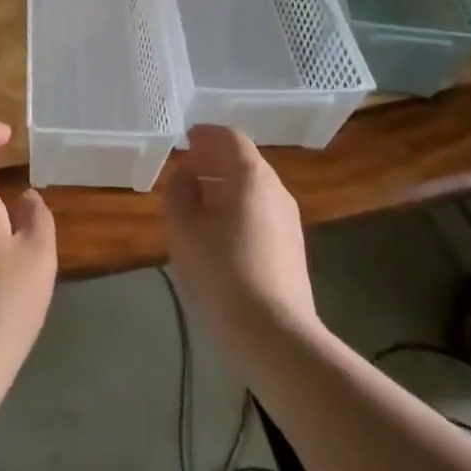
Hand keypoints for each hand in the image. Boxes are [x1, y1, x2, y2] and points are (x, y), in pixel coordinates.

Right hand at [161, 125, 318, 353]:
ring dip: (223, 187)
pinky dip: (236, 208)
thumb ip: (178, 191)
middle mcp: (276, 189)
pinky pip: (260, 212)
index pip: (229, 138)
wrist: (274, 335)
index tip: (184, 141)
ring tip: (195, 205)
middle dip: (212, 161)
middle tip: (184, 173)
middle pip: (243, 161)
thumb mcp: (183, 228)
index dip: (205, 135)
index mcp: (250, 176)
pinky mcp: (292, 247)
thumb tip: (185, 176)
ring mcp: (289, 220)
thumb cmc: (221, 272)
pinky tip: (217, 233)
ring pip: (252, 188)